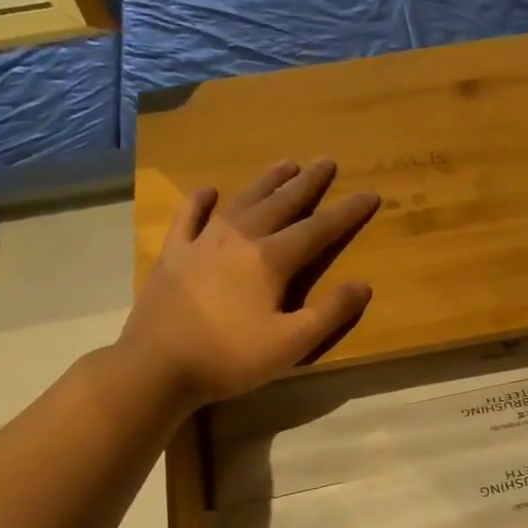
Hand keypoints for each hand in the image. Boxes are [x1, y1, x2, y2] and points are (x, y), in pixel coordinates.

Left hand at [120, 159, 379, 407]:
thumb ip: (330, 313)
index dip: (347, 213)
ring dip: (266, 183)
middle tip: (326, 162)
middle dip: (307, 184)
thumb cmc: (230, 358)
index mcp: (270, 260)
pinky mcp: (173, 255)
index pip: (318, 230)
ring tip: (286, 164)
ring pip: (241, 203)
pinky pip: (188, 218)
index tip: (370, 194)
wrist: (157, 366)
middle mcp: (239, 240)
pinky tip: (208, 190)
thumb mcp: (291, 344)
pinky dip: (200, 202)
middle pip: (280, 204)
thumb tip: (363, 285)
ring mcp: (202, 243)